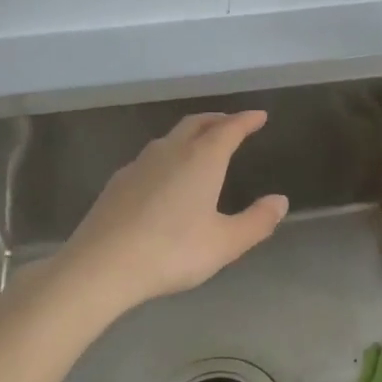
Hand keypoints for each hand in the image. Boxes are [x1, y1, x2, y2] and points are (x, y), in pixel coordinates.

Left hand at [61, 111, 287, 310]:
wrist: (101, 266)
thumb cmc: (172, 251)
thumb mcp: (225, 243)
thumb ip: (256, 221)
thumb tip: (280, 201)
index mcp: (202, 159)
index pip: (229, 128)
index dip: (247, 120)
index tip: (260, 116)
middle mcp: (171, 151)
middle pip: (197, 123)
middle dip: (218, 120)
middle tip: (232, 124)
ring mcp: (140, 164)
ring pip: (171, 138)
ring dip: (191, 135)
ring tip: (201, 147)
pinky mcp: (118, 182)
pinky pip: (151, 157)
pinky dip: (168, 155)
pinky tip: (165, 177)